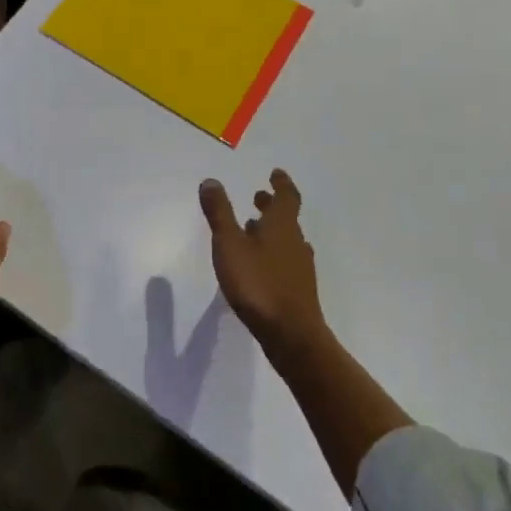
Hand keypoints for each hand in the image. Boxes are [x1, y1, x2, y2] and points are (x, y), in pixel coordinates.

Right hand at [198, 169, 324, 357]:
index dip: (282, 183)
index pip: (287, 196)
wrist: (292, 336)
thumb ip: (219, 213)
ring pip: (286, 240)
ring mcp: (299, 268)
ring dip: (271, 230)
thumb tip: (211, 181)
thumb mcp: (230, 244)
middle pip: (286, 218)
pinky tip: (259, 264)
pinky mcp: (297, 290)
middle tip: (258, 198)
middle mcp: (295, 242)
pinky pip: (285, 260)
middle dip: (271, 206)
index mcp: (282, 226)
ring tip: (252, 229)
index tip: (275, 173)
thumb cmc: (258, 283)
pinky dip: (273, 253)